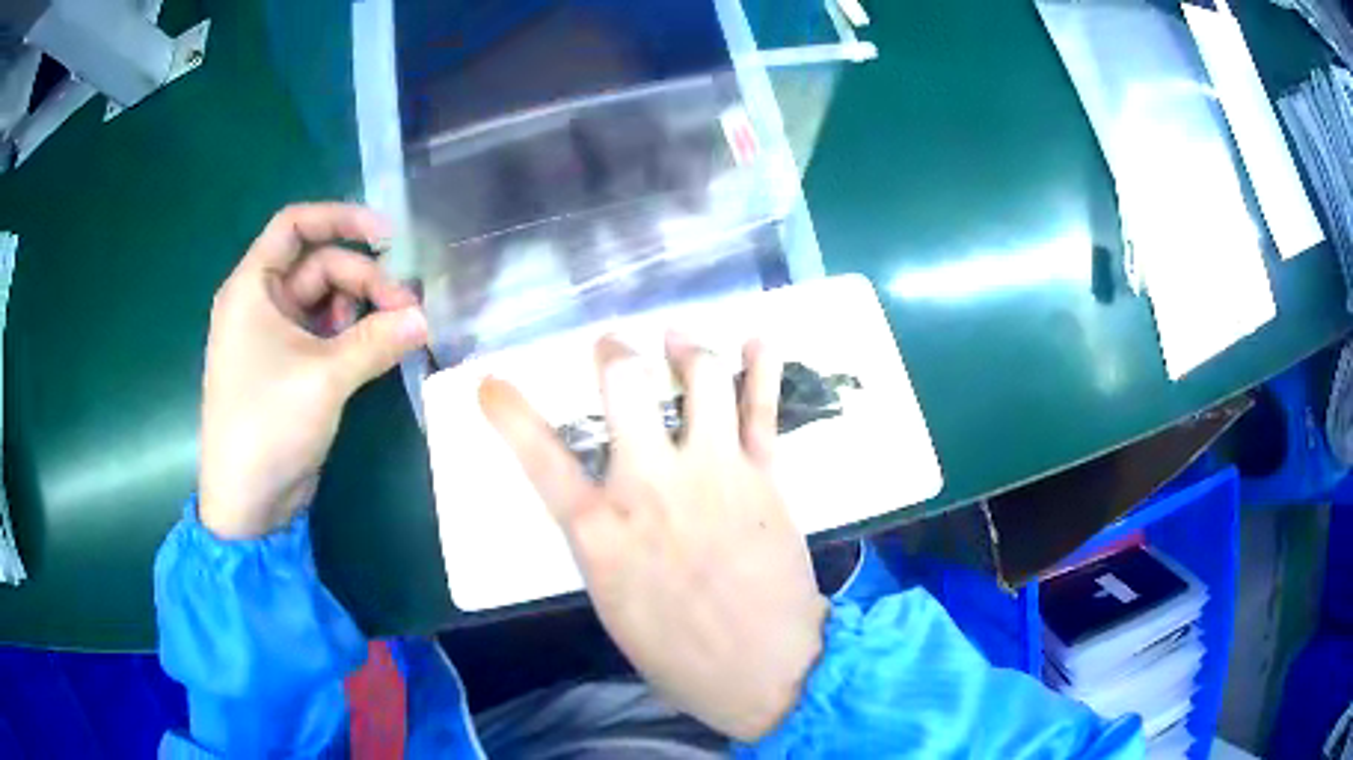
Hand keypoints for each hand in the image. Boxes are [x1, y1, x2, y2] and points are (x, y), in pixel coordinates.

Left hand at [200, 204, 427, 538]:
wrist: (247, 500)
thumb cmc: (268, 424)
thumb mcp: (324, 378)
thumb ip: (376, 341)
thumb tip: (425, 318)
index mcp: (252, 287)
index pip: (295, 226)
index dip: (340, 218)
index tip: (387, 235)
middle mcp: (261, 303)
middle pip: (319, 266)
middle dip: (364, 280)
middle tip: (407, 308)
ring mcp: (275, 337)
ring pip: (326, 301)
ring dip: (362, 309)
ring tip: (397, 330)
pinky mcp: (289, 367)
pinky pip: (326, 334)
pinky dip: (353, 336)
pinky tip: (378, 349)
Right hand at [480, 334, 827, 741]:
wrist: (766, 670)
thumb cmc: (680, 655)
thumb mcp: (613, 604)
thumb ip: (602, 543)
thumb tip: (602, 506)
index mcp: (602, 532)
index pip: (539, 457)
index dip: (509, 413)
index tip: (492, 383)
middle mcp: (652, 486)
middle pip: (625, 385)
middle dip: (614, 353)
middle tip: (613, 346)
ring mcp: (714, 472)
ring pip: (702, 378)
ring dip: (686, 348)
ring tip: (679, 339)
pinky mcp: (764, 476)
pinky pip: (763, 408)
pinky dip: (762, 368)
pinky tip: (757, 340)